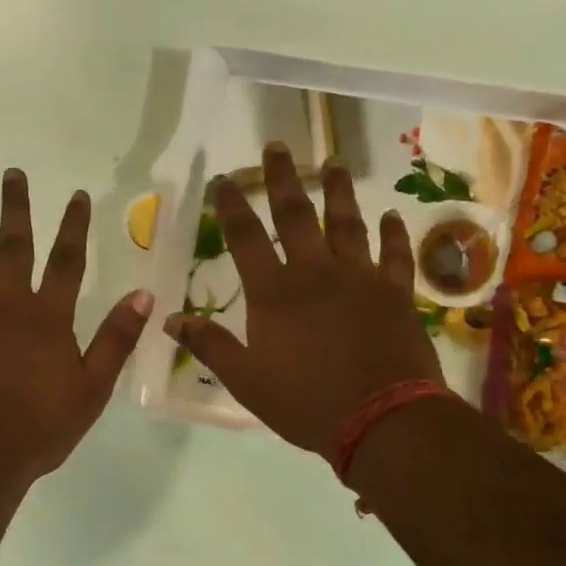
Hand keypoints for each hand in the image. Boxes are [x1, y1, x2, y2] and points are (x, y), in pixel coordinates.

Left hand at [0, 170, 153, 487]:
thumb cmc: (41, 427)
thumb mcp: (93, 388)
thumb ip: (116, 339)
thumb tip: (143, 294)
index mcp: (48, 317)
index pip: (67, 261)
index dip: (75, 226)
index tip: (78, 195)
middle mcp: (7, 305)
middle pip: (13, 247)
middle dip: (15, 208)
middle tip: (11, 174)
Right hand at [165, 143, 443, 459]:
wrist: (382, 419)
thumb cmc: (305, 401)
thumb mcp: (245, 380)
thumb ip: (209, 345)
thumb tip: (170, 319)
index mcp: (273, 293)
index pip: (245, 238)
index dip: (231, 206)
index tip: (223, 179)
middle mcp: (315, 273)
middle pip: (296, 216)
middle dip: (282, 180)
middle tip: (277, 147)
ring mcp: (360, 279)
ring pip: (347, 224)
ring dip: (339, 192)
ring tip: (334, 163)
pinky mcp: (395, 294)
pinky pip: (394, 255)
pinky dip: (393, 233)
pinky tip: (391, 214)